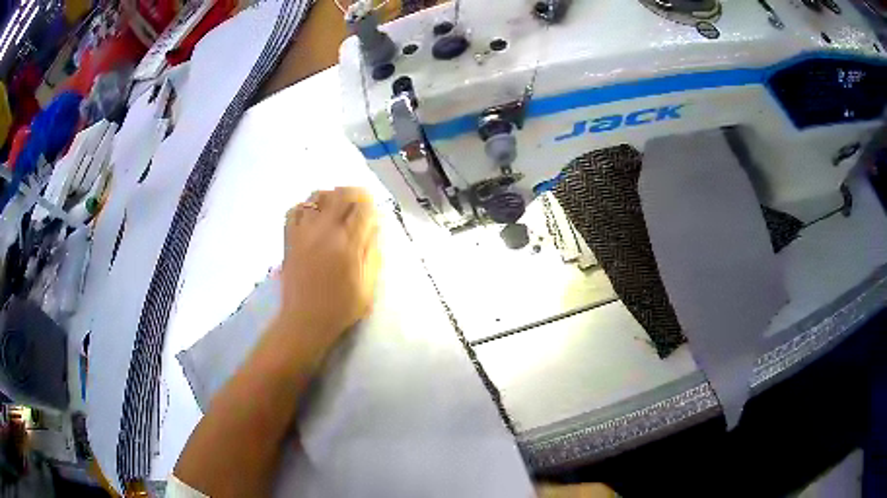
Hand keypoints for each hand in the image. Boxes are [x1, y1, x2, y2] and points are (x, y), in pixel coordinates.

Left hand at [276, 187, 380, 357]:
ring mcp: (303, 232)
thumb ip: (373, 254)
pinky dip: (306, 207)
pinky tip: (313, 217)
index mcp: (347, 244)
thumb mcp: (368, 286)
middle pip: (340, 194)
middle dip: (354, 194)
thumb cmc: (340, 308)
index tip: (374, 213)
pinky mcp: (289, 238)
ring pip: (317, 196)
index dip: (371, 204)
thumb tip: (374, 229)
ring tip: (337, 209)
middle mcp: (325, 231)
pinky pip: (295, 210)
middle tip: (359, 205)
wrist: (304, 321)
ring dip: (331, 197)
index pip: (362, 207)